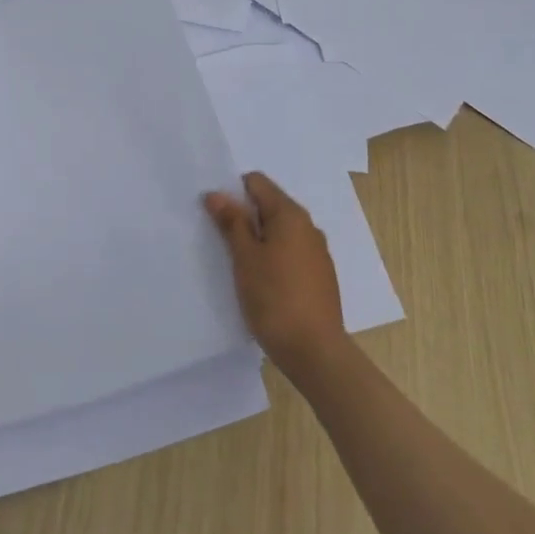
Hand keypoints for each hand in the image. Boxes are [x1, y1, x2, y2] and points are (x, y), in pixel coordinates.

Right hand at [204, 172, 348, 378]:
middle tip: (219, 239)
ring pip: (280, 232)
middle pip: (269, 205)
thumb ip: (231, 222)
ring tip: (237, 263)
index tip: (215, 214)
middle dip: (243, 216)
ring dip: (257, 239)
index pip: (257, 182)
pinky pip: (290, 252)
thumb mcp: (245, 258)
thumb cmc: (274, 298)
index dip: (232, 191)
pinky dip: (272, 257)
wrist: (314, 350)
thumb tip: (217, 194)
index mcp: (290, 215)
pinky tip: (260, 281)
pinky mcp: (319, 275)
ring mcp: (317, 252)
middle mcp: (308, 226)